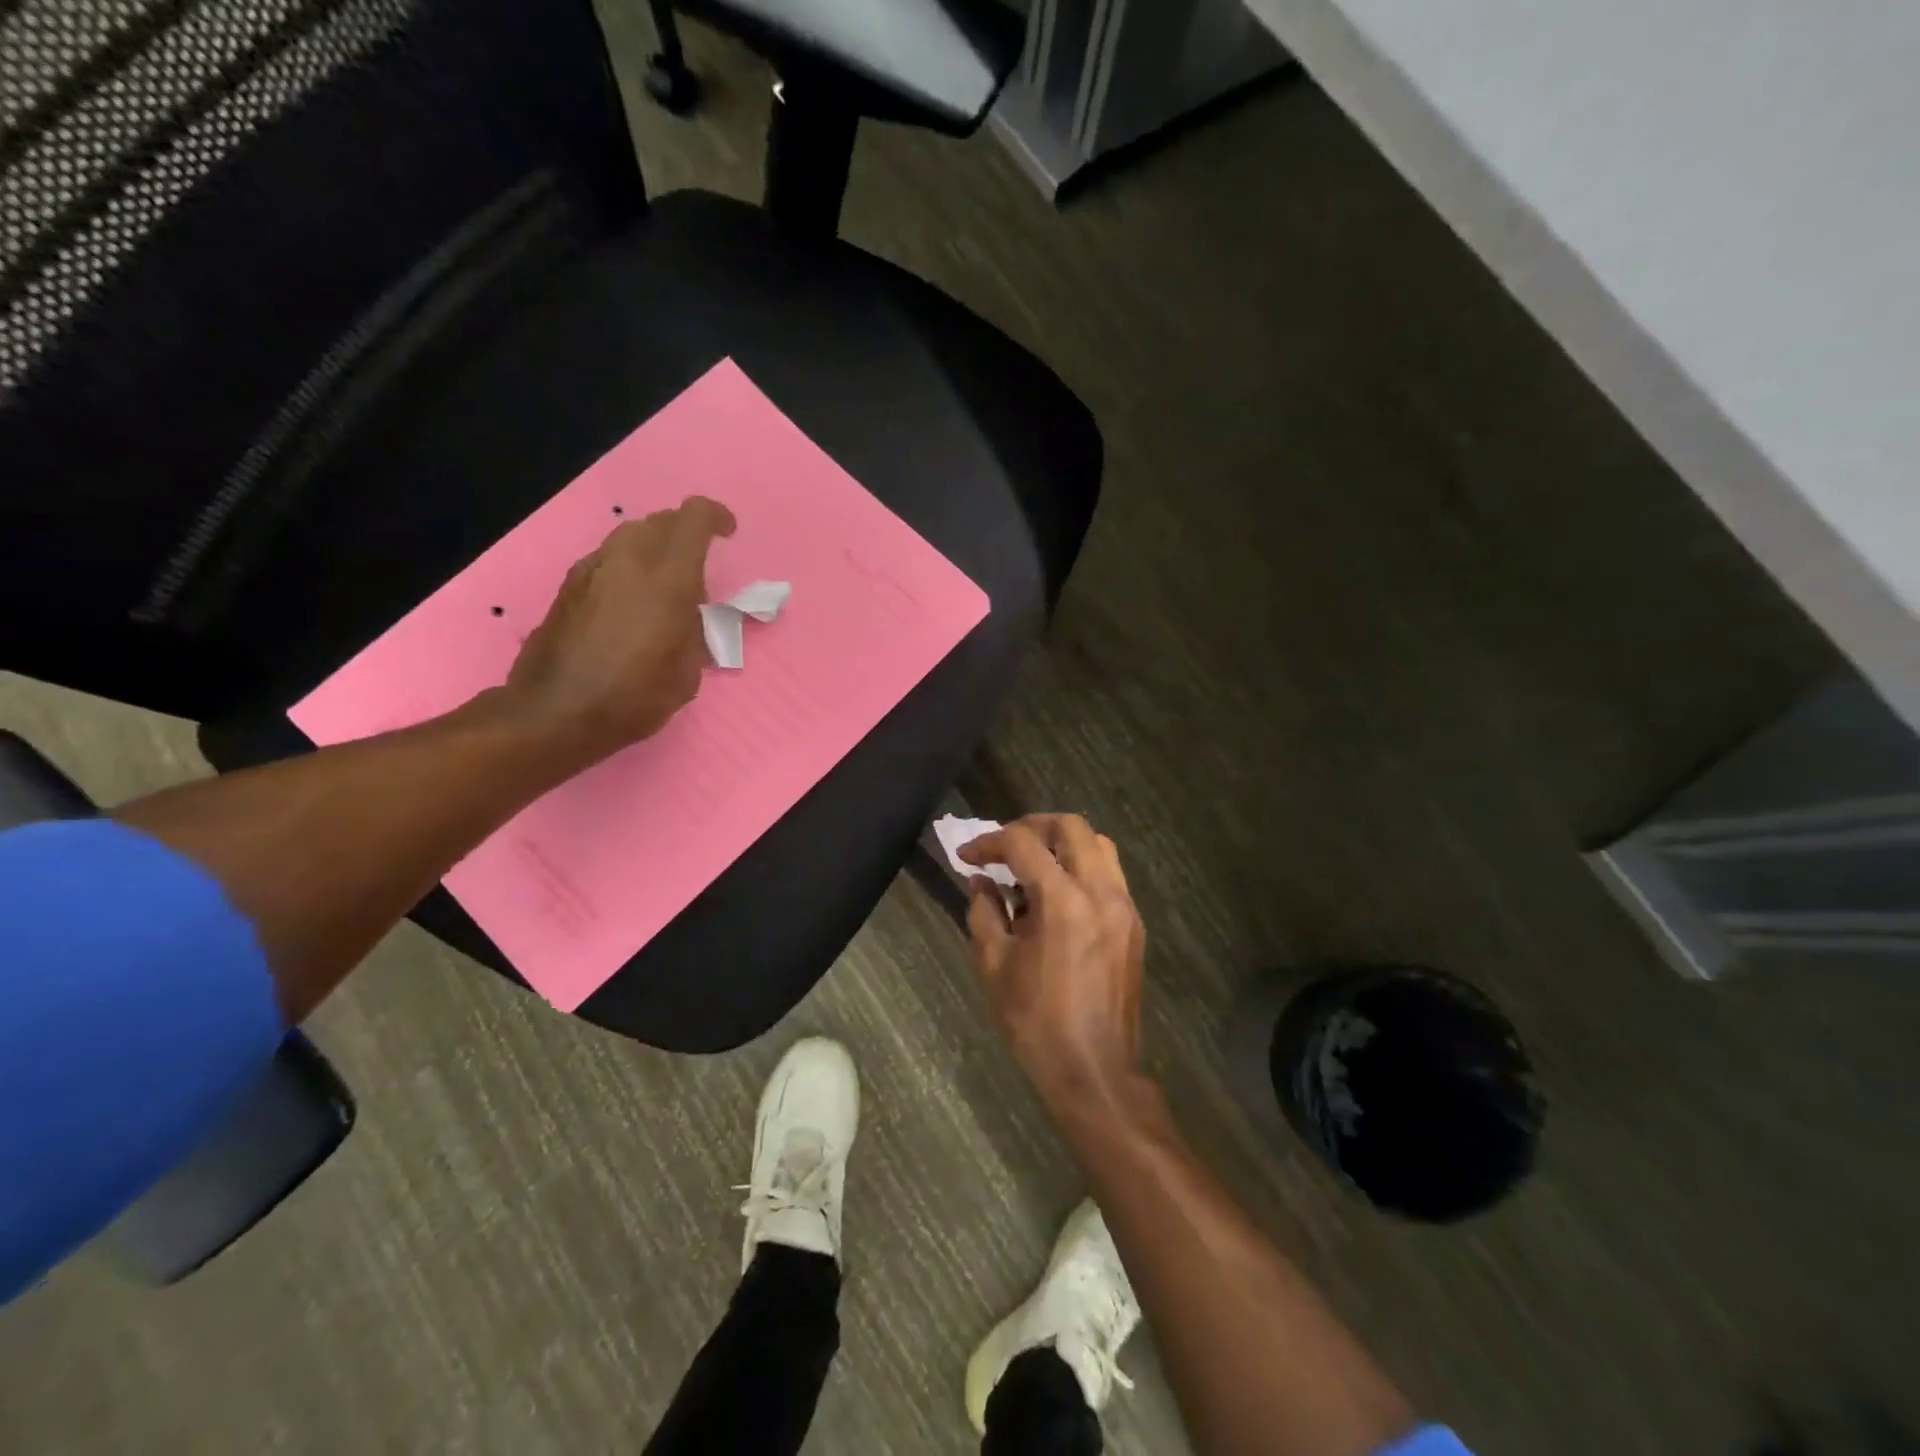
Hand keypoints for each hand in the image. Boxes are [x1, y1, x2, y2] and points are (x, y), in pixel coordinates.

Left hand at [504, 496, 734, 765]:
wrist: (556, 714)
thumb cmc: (634, 697)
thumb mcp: (687, 672)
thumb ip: (694, 631)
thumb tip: (688, 617)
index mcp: (667, 579)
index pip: (692, 518)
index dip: (715, 517)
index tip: (728, 533)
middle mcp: (628, 561)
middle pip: (660, 521)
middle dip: (684, 534)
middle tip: (697, 567)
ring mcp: (592, 570)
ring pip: (630, 536)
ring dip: (653, 551)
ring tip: (664, 588)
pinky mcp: (568, 586)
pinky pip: (608, 561)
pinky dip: (628, 569)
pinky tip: (631, 605)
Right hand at [961, 814, 1146, 1107]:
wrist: (1094, 1070)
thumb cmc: (1035, 1021)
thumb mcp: (994, 965)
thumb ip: (984, 911)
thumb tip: (981, 881)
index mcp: (1062, 901)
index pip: (1022, 844)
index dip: (988, 842)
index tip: (967, 855)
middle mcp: (1100, 892)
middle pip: (1070, 826)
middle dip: (1032, 826)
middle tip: (1004, 845)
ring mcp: (1124, 906)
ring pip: (1098, 844)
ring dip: (1062, 843)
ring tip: (1032, 865)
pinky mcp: (1134, 924)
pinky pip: (1109, 874)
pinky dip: (1081, 867)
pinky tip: (1057, 894)